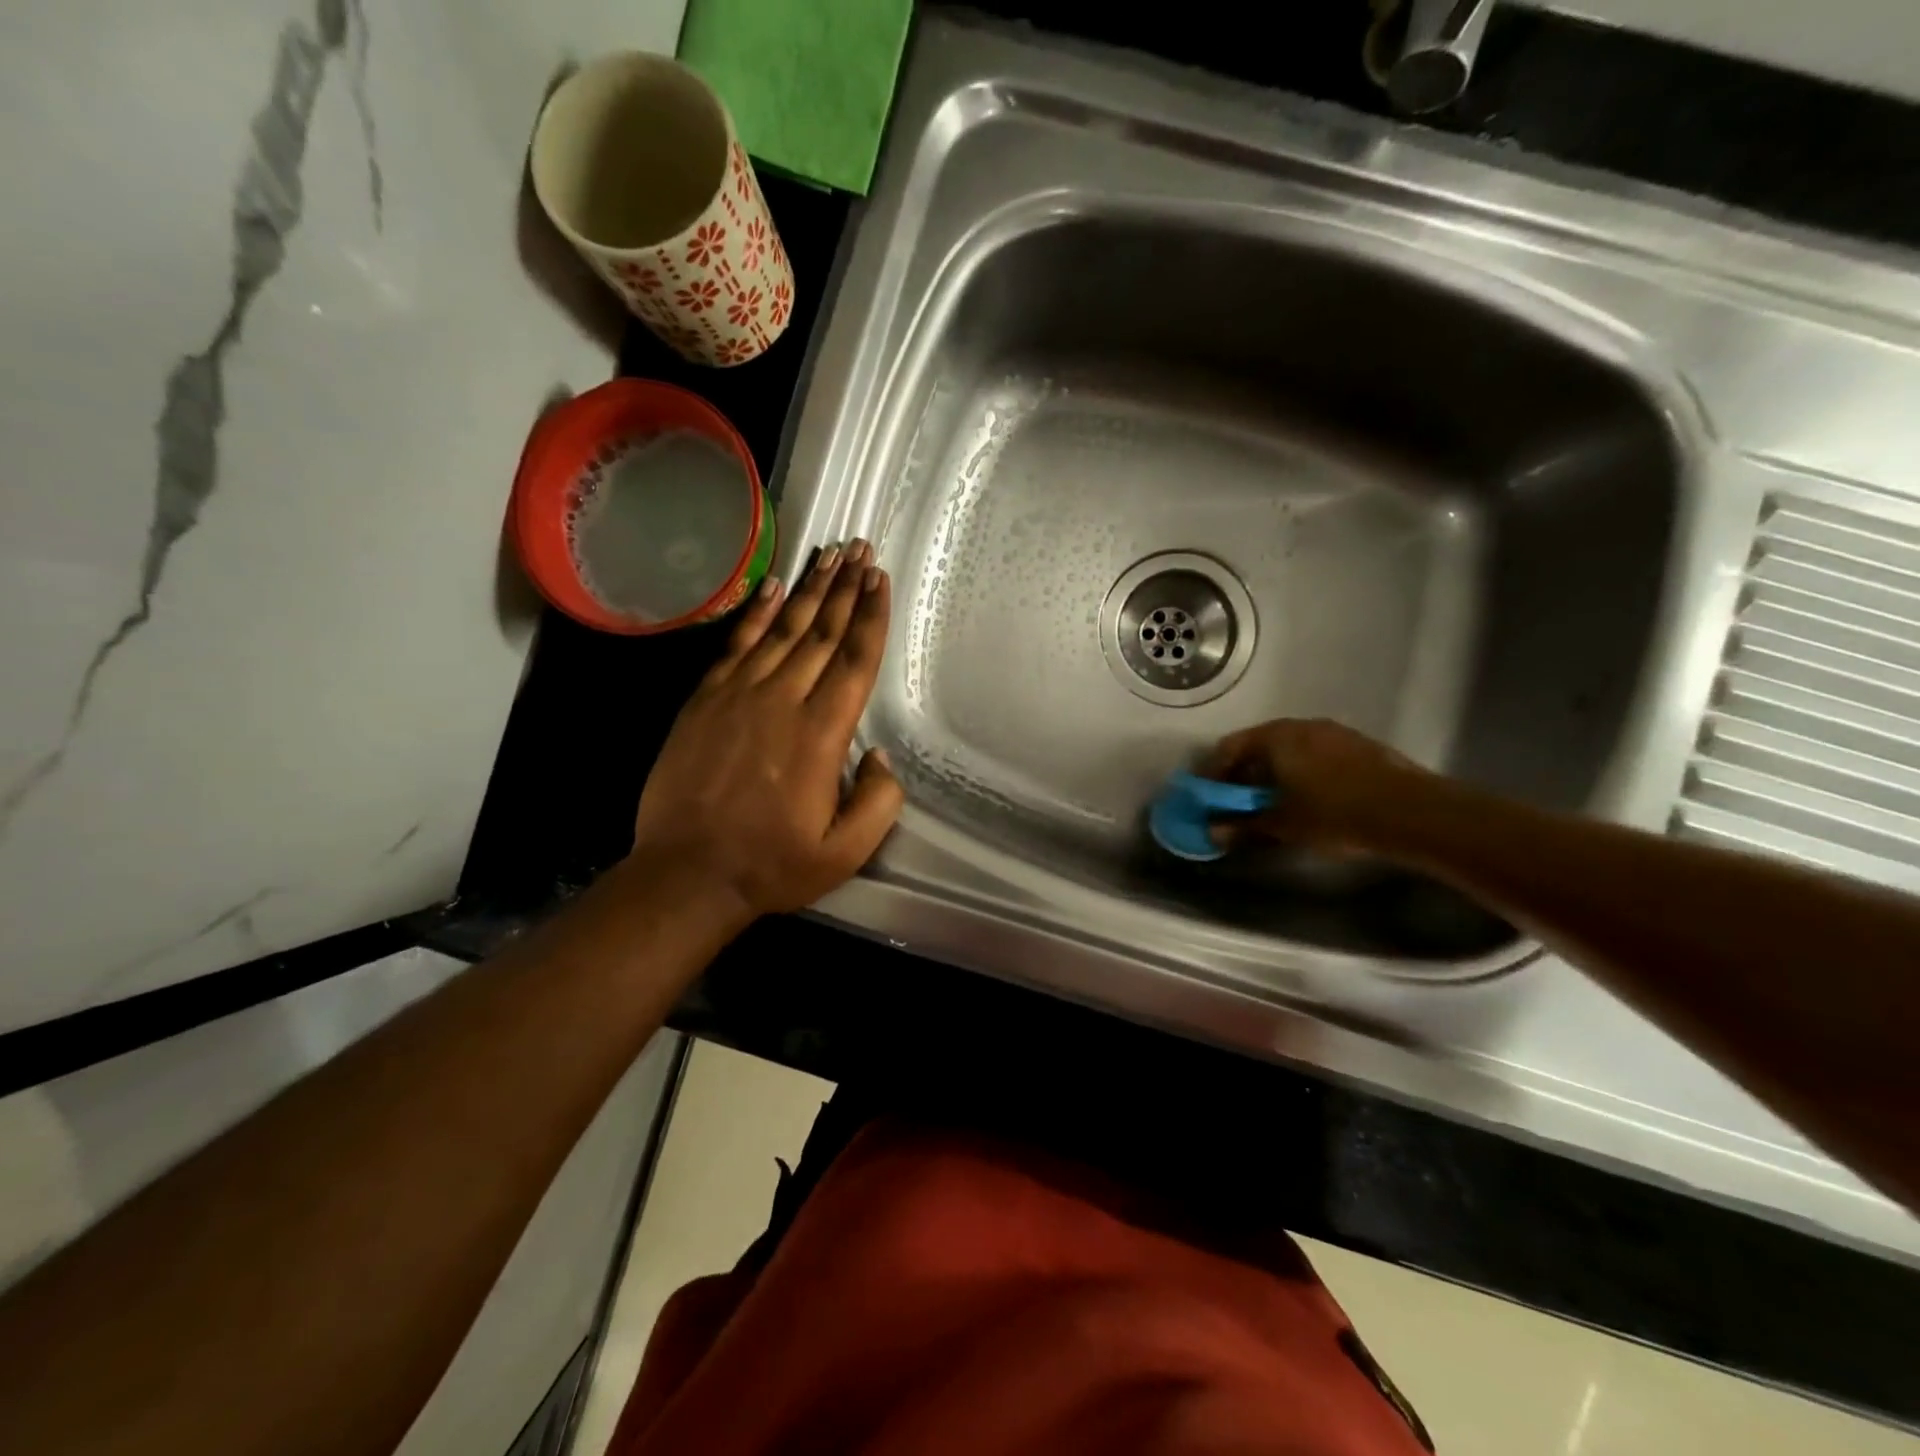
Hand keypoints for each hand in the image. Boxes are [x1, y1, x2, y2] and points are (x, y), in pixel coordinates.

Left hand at [627, 540, 903, 919]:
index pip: (854, 661)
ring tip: (830, 555)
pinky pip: (735, 645)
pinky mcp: (705, 700)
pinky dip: (756, 613)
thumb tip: (879, 756)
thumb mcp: (845, 852)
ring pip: (782, 630)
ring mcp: (738, 695)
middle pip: (822, 633)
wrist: (687, 874)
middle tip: (862, 549)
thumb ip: (878, 802)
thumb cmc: (772, 864)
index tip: (880, 579)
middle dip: (846, 588)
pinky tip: (773, 588)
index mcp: (821, 734)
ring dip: (809, 590)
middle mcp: (782, 701)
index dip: (871, 617)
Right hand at [1202, 718, 1431, 852]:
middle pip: (1259, 745)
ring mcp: (1334, 732)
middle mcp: (1301, 726)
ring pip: (1290, 749)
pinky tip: (1311, 798)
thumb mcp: (1283, 824)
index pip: (1229, 747)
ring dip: (1275, 772)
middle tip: (1238, 802)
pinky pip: (1316, 754)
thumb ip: (1244, 825)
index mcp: (1275, 737)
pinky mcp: (1360, 745)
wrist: (1411, 812)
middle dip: (1245, 773)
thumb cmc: (1334, 814)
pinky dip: (1302, 772)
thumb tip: (1213, 831)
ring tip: (1275, 802)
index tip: (1208, 797)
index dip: (1213, 773)